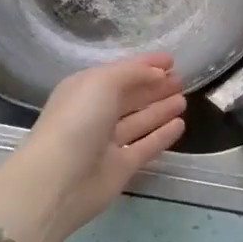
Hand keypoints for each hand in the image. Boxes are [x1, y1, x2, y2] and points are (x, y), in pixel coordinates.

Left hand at [0, 55, 185, 241]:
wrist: (58, 181)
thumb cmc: (78, 119)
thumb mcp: (103, 82)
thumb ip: (133, 73)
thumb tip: (157, 73)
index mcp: (86, 89)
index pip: (121, 71)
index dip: (145, 64)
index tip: (172, 60)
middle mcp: (96, 113)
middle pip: (130, 96)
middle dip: (154, 86)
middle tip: (181, 79)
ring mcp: (107, 142)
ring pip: (139, 120)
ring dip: (160, 108)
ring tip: (184, 98)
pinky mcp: (120, 167)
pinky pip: (146, 146)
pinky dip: (162, 135)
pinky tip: (180, 124)